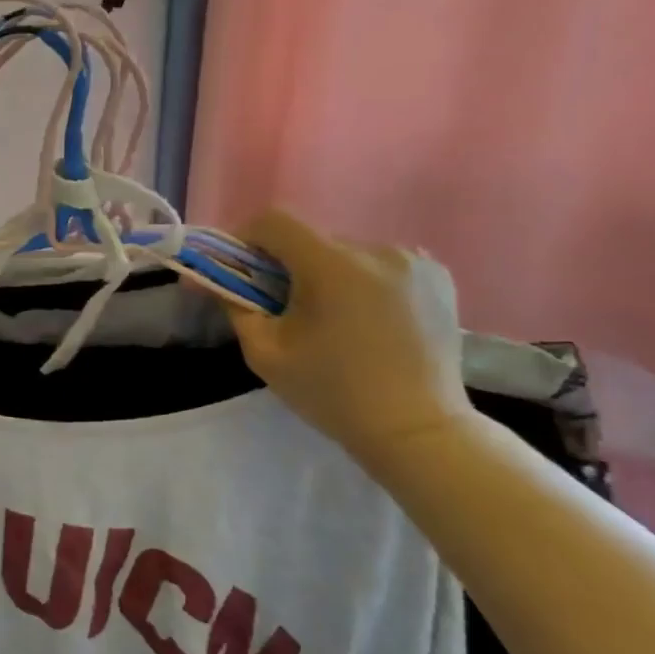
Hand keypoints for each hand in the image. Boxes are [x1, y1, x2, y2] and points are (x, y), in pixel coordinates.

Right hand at [224, 210, 473, 458]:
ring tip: (331, 317)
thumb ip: (236, 307)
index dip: (247, 239)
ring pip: (346, 252)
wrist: (417, 430)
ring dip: (327, 273)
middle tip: (281, 305)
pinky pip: (381, 264)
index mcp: (331, 267)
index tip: (240, 270)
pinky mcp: (438, 277)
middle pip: (311, 239)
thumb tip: (215, 280)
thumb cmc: (332, 393)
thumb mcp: (265, 354)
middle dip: (287, 264)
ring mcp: (414, 262)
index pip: (275, 222)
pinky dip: (362, 280)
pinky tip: (367, 317)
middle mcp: (376, 251)